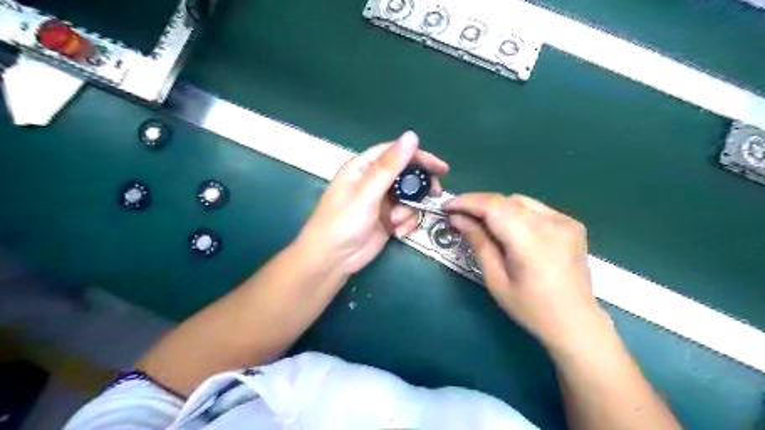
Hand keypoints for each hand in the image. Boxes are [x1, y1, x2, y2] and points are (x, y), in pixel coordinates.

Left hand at [299, 131, 448, 276]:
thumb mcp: (367, 192)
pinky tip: (396, 233)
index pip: (395, 152)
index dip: (419, 156)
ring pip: (409, 198)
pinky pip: (406, 215)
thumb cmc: (343, 221)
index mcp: (364, 167)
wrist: (333, 259)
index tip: (441, 168)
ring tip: (396, 222)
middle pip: (406, 175)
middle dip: (419, 187)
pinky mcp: (387, 220)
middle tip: (434, 194)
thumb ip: (390, 165)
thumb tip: (412, 136)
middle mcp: (373, 181)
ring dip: (408, 211)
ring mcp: (381, 202)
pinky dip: (405, 223)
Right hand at [444, 193, 609, 351]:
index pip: (492, 207)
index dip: (467, 202)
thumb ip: (478, 243)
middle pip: (505, 200)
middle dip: (478, 204)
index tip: (447, 206)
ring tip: (481, 221)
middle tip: (459, 215)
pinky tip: (510, 227)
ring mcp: (565, 221)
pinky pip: (535, 209)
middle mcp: (551, 223)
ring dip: (496, 207)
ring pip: (520, 201)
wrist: (576, 322)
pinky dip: (516, 212)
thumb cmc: (530, 308)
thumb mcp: (496, 279)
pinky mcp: (572, 224)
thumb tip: (458, 219)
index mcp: (530, 241)